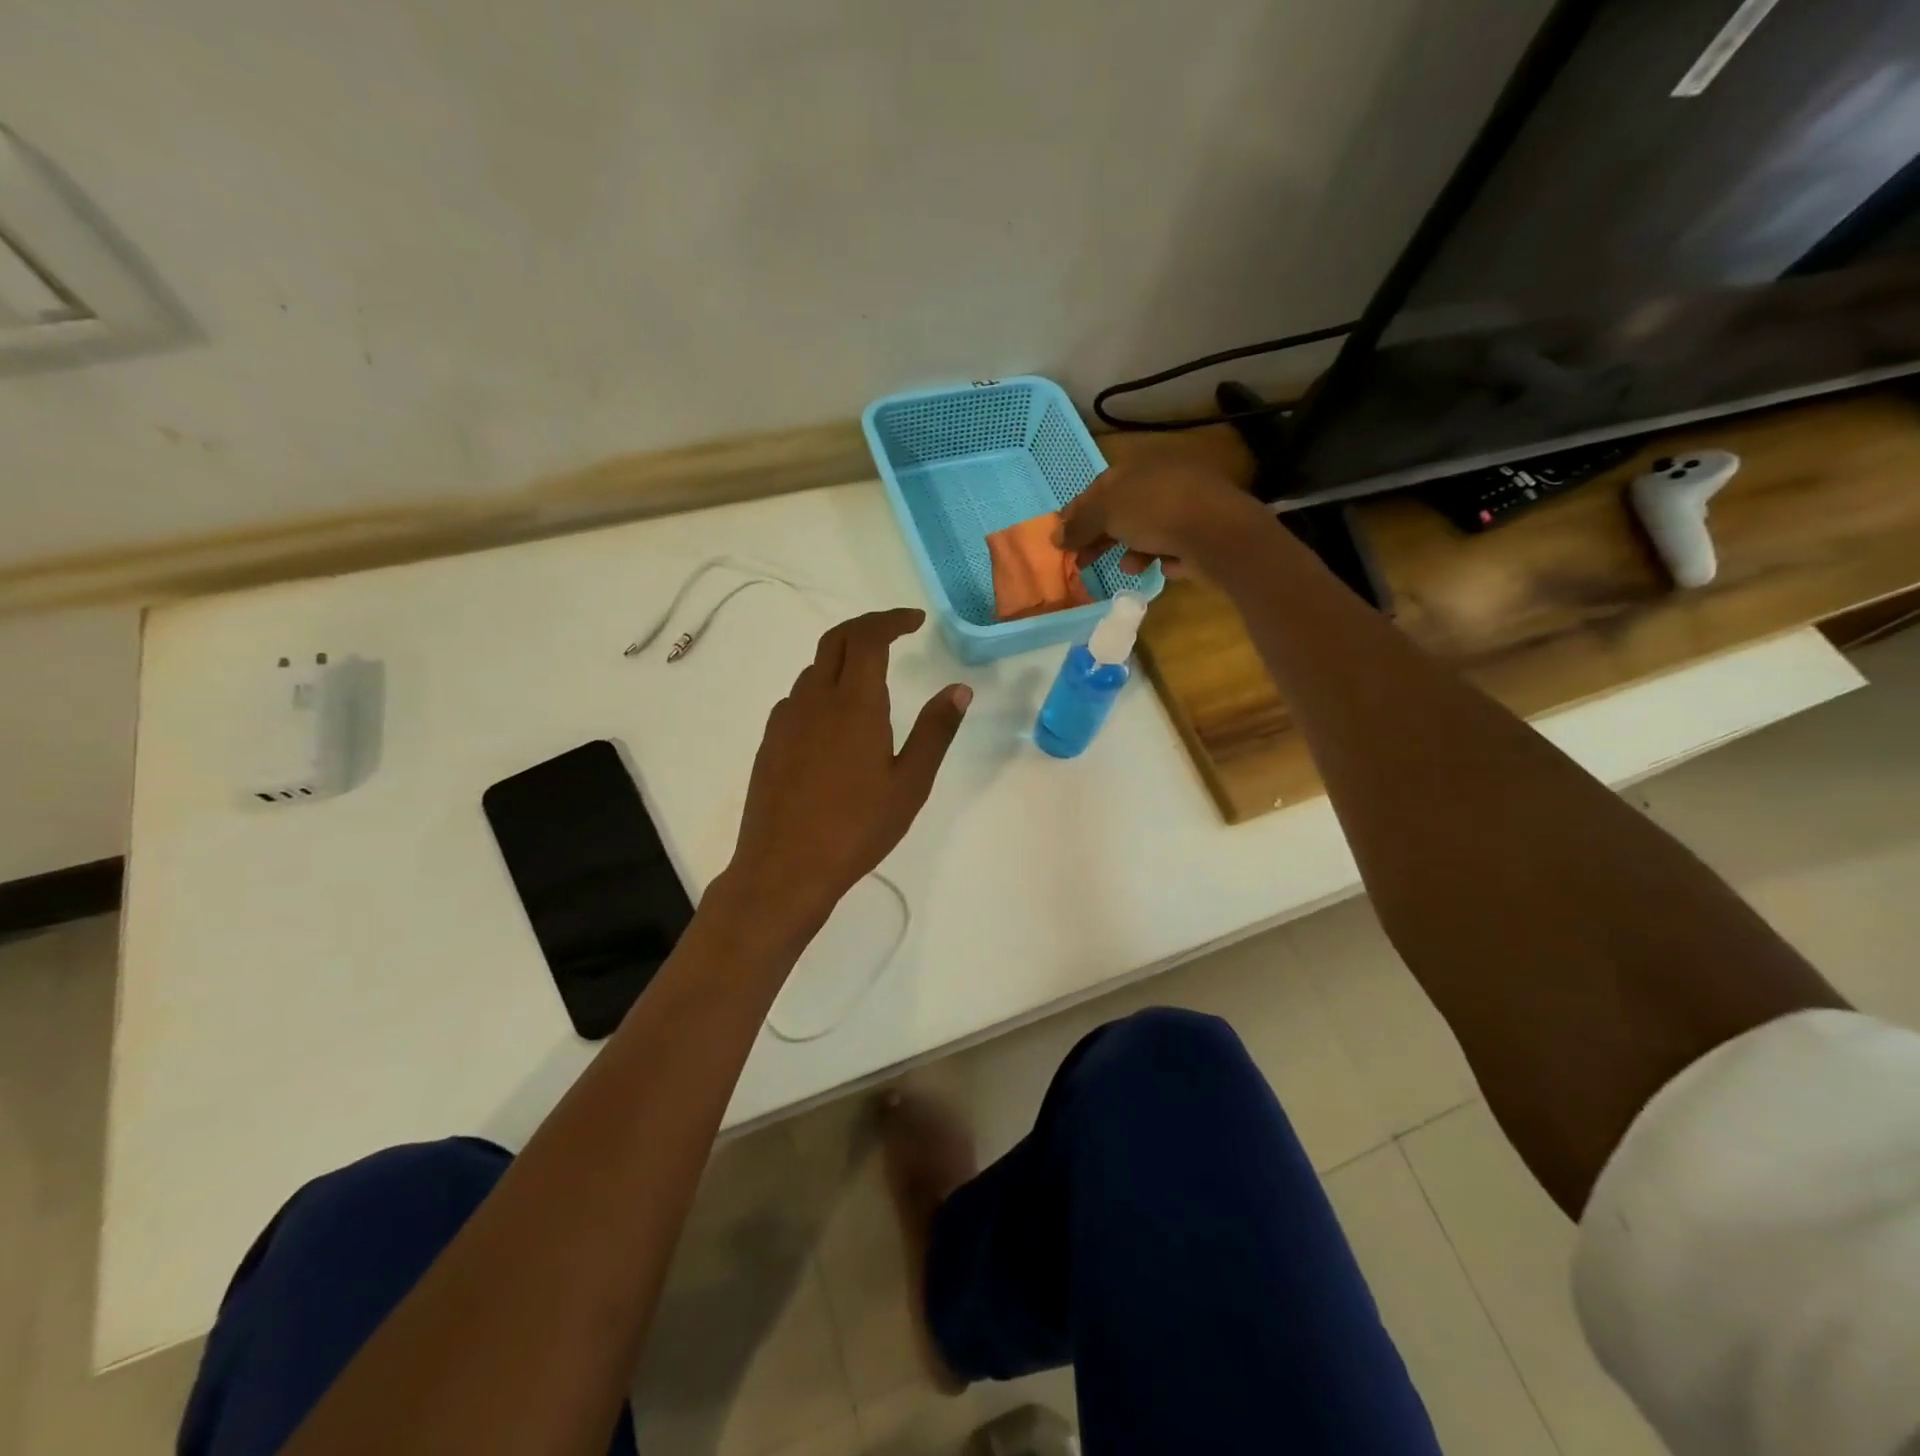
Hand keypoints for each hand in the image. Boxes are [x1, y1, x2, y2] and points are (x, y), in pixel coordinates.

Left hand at [725, 609, 969, 933]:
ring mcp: (786, 720)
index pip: (868, 637)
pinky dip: (822, 689)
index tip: (916, 620)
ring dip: (843, 659)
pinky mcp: (770, 742)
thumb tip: (959, 690)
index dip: (892, 620)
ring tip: (871, 679)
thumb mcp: (910, 783)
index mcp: (853, 703)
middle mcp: (814, 700)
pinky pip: (799, 698)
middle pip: (835, 640)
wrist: (784, 868)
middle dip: (866, 626)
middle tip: (895, 632)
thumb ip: (935, 731)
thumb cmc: (857, 828)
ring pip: (814, 669)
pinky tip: (836, 721)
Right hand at [1057, 459, 1268, 577]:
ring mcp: (1186, 505)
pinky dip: (1162, 557)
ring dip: (1132, 550)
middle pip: (1122, 510)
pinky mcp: (1203, 532)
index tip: (1062, 538)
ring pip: (1148, 529)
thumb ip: (1079, 524)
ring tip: (1128, 567)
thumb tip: (1055, 536)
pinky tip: (1161, 568)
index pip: (1100, 487)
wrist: (1218, 531)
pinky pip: (1174, 546)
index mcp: (1139, 466)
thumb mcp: (1107, 512)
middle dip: (1101, 536)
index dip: (1078, 512)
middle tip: (1083, 561)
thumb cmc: (1155, 511)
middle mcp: (1164, 480)